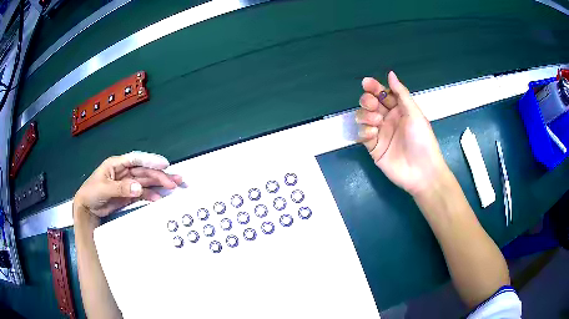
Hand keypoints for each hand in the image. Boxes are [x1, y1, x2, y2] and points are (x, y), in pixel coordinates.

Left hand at [73, 151, 182, 225]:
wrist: (87, 209)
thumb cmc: (91, 193)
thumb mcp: (104, 188)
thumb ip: (121, 188)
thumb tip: (139, 188)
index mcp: (117, 164)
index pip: (136, 159)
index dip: (150, 161)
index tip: (164, 165)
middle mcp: (124, 172)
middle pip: (144, 171)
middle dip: (160, 175)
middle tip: (175, 181)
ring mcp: (128, 183)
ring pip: (146, 181)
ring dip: (159, 184)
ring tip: (173, 186)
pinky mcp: (129, 194)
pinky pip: (142, 193)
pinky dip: (151, 196)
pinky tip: (159, 198)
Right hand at [356, 71, 447, 195]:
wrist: (421, 171)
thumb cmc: (422, 140)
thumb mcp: (414, 113)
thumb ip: (401, 93)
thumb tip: (390, 73)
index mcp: (399, 110)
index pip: (382, 94)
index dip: (374, 87)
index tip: (366, 83)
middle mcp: (388, 119)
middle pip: (369, 104)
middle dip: (367, 101)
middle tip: (372, 105)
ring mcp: (379, 133)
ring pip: (363, 117)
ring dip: (365, 116)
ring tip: (376, 123)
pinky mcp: (373, 147)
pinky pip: (362, 134)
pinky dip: (364, 132)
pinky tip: (373, 135)